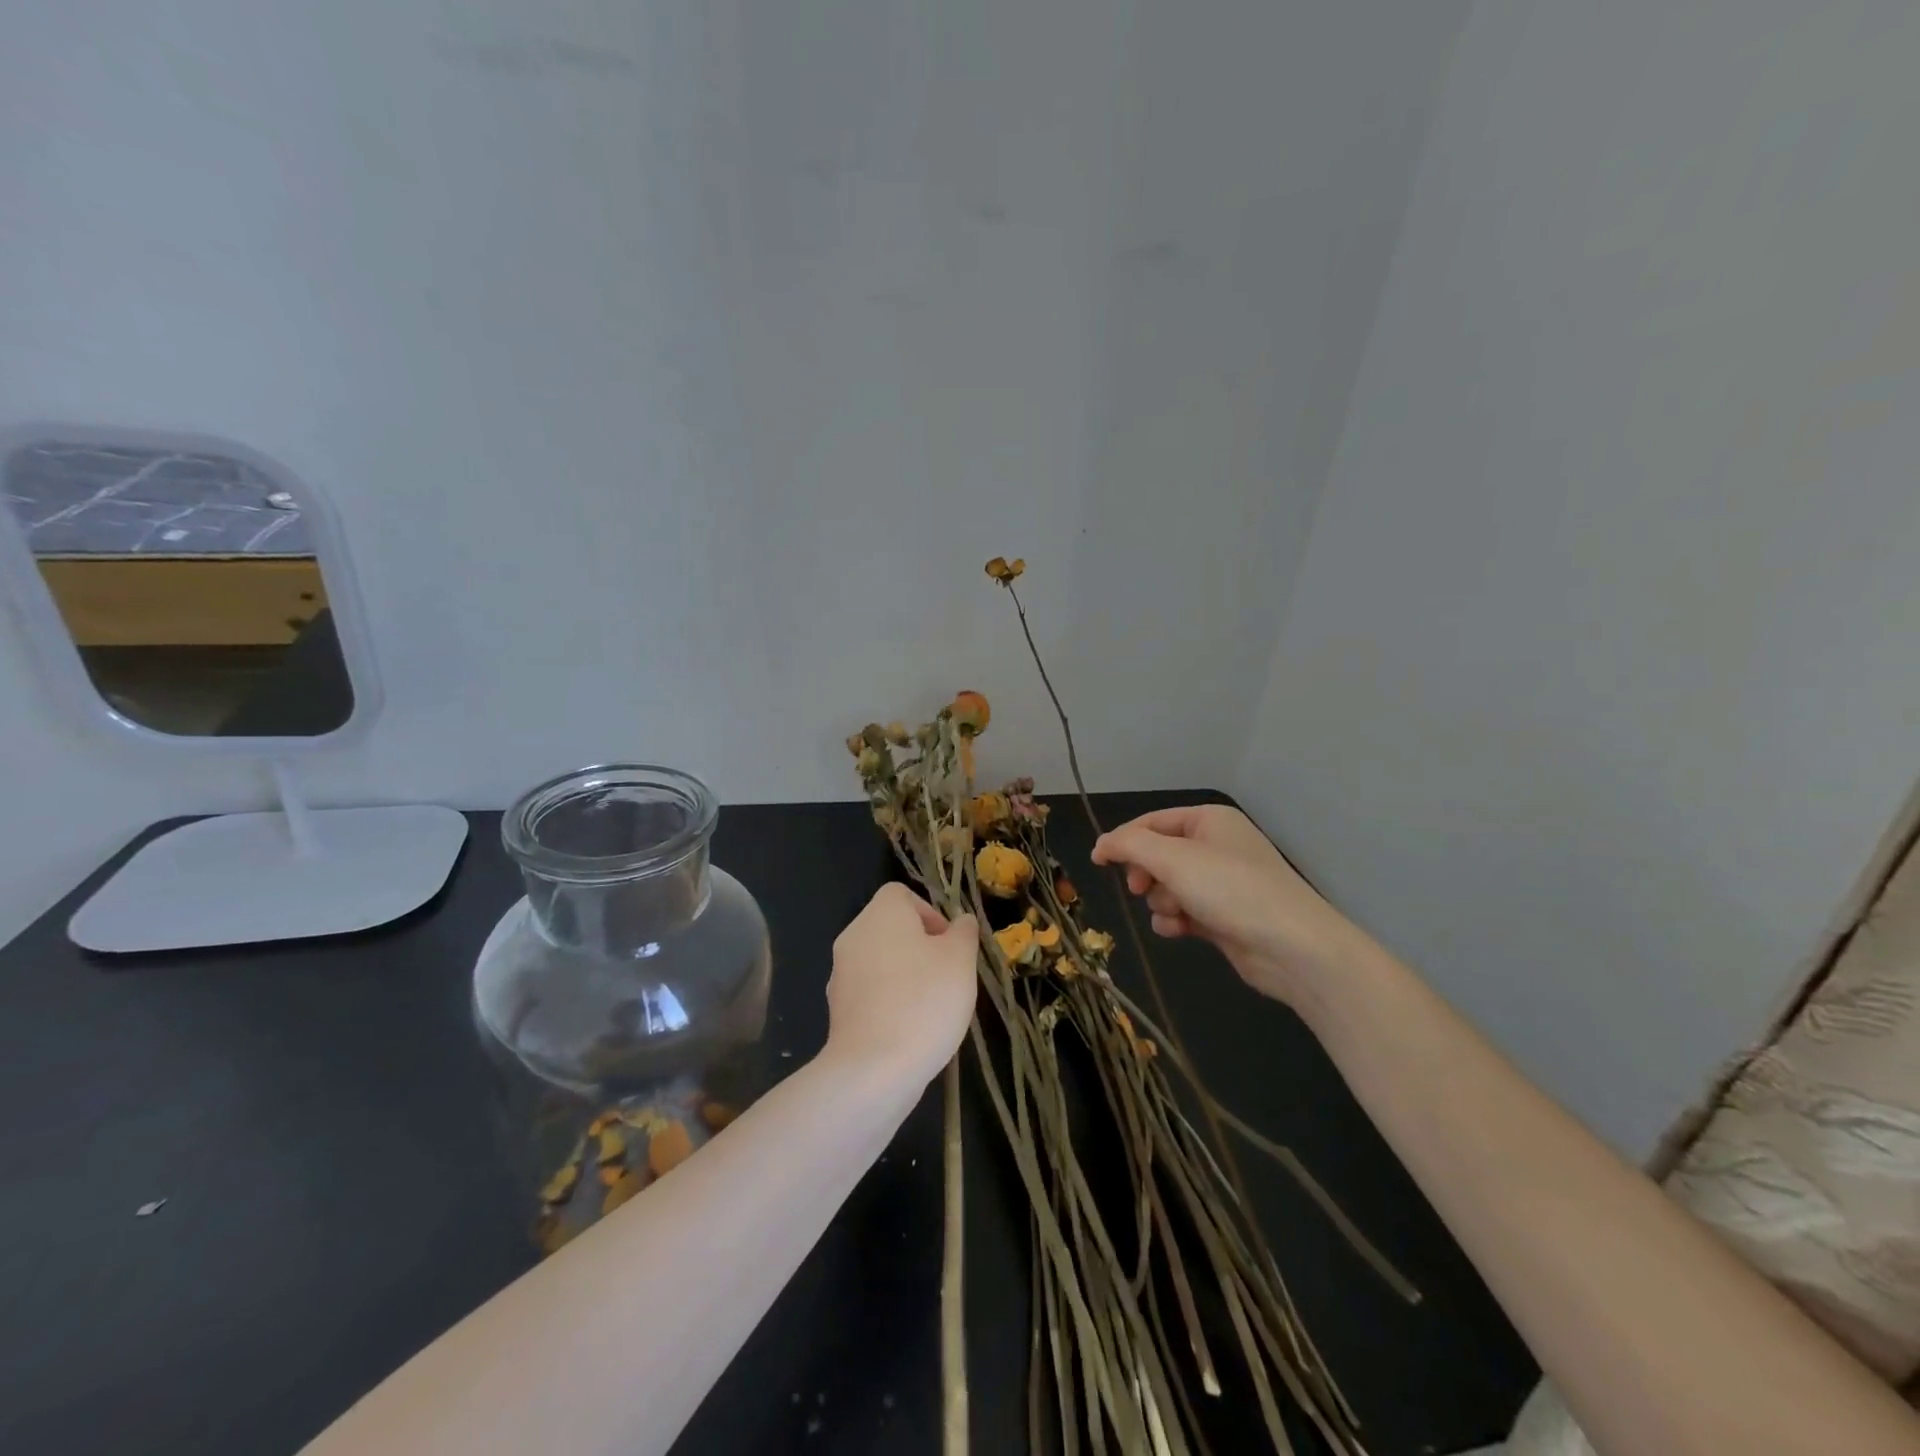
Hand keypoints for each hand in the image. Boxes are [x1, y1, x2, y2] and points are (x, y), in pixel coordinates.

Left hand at [825, 884, 977, 1081]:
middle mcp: (853, 935)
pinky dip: (890, 1002)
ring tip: (933, 1007)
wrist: (874, 1069)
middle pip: (891, 928)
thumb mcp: (960, 959)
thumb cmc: (924, 1001)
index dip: (930, 913)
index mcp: (881, 913)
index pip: (901, 894)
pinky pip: (870, 993)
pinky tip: (911, 1029)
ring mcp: (840, 974)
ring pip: (881, 961)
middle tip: (948, 975)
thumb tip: (960, 922)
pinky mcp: (838, 1010)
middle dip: (921, 947)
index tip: (950, 944)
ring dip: (906, 975)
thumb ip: (963, 932)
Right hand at [1091, 805, 1371, 1007]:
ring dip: (1162, 900)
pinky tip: (1178, 930)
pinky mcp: (1225, 916)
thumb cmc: (1229, 889)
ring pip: (1169, 885)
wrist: (1291, 946)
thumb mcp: (1172, 859)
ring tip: (1175, 912)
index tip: (1098, 862)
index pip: (1152, 822)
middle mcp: (1217, 845)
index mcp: (1209, 820)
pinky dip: (1176, 920)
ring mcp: (1223, 882)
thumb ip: (1129, 845)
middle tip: (1139, 888)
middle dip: (1146, 874)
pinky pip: (1185, 910)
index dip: (1123, 840)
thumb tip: (1100, 844)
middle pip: (1159, 854)